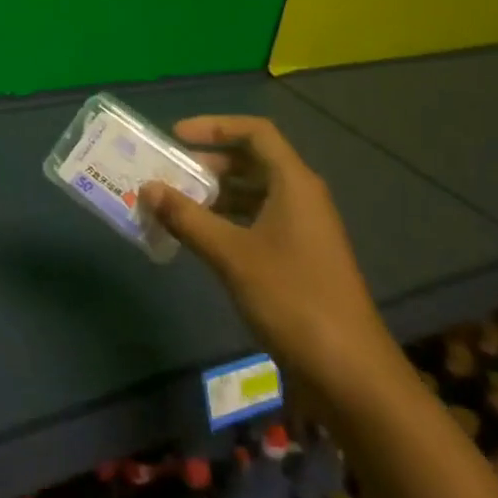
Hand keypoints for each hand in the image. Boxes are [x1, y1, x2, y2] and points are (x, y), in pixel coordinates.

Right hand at [140, 116, 399, 404]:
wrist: (349, 371)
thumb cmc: (292, 298)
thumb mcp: (232, 254)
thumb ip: (187, 217)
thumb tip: (147, 187)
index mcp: (294, 183)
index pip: (255, 132)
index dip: (214, 126)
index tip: (176, 136)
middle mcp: (301, 197)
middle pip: (252, 162)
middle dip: (209, 163)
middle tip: (168, 172)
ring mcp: (302, 229)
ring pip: (253, 194)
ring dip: (215, 194)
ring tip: (174, 204)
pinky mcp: (298, 258)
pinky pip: (257, 222)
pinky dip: (226, 222)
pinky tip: (198, 238)